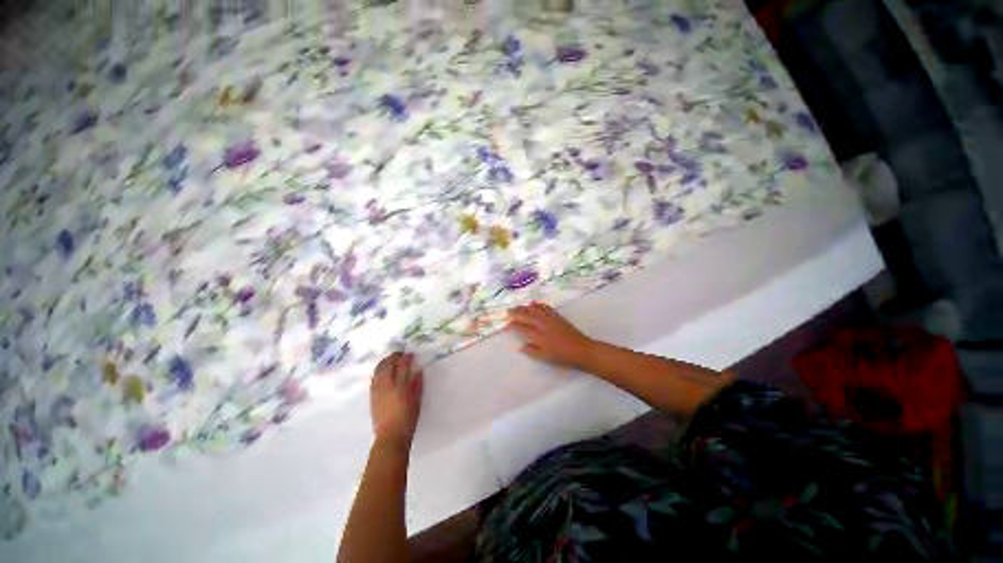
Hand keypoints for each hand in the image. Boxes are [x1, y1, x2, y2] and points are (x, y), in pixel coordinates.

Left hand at [370, 352, 423, 448]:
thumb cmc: (408, 418)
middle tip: (399, 353)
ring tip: (390, 359)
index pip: (402, 365)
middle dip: (393, 356)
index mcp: (400, 385)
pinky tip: (383, 371)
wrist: (391, 435)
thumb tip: (417, 369)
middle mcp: (387, 385)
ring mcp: (377, 390)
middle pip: (388, 364)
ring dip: (385, 362)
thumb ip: (417, 383)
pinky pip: (374, 378)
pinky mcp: (372, 395)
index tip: (410, 353)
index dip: (406, 357)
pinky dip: (379, 370)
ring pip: (379, 370)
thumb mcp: (417, 399)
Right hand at [508, 302, 594, 367]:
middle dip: (516, 312)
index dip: (512, 325)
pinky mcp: (557, 316)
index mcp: (538, 335)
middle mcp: (542, 324)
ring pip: (535, 309)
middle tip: (508, 311)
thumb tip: (521, 347)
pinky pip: (545, 307)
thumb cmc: (562, 356)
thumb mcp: (545, 357)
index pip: (521, 327)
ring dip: (525, 307)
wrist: (581, 349)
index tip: (506, 323)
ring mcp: (550, 318)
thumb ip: (532, 351)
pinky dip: (538, 304)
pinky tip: (534, 303)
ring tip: (518, 306)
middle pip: (526, 315)